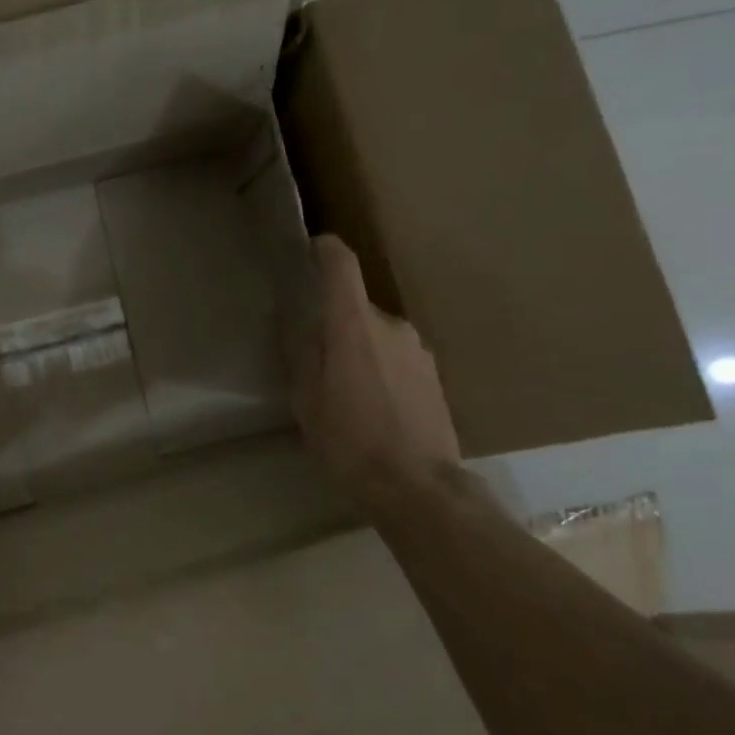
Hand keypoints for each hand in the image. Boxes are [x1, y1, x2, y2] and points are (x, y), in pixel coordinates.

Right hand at [293, 235, 460, 496]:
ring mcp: (418, 349)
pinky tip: (372, 406)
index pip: (342, 266)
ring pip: (377, 334)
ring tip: (344, 391)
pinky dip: (379, 368)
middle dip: (333, 323)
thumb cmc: (349, 442)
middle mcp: (391, 325)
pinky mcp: (434, 374)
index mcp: (353, 326)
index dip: (326, 250)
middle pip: (355, 307)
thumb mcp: (307, 401)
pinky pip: (396, 356)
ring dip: (358, 349)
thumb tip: (300, 323)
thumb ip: (301, 354)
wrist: (417, 486)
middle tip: (313, 359)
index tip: (312, 248)